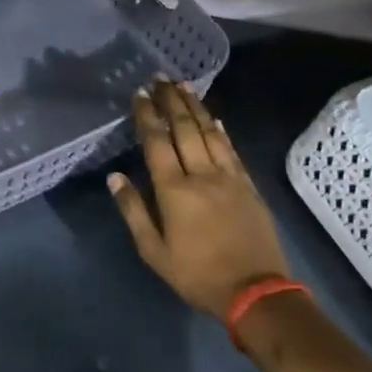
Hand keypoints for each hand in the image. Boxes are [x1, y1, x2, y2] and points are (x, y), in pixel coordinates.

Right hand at [108, 80, 288, 318]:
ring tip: (184, 86)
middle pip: (184, 129)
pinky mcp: (248, 186)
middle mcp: (201, 174)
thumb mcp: (154, 252)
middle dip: (170, 101)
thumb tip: (115, 177)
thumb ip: (134, 211)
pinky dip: (220, 130)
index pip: (157, 142)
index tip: (139, 93)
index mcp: (174, 190)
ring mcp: (229, 178)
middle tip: (160, 78)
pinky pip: (231, 150)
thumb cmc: (197, 275)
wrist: (255, 292)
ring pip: (210, 133)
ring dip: (195, 107)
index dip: (147, 115)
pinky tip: (214, 118)